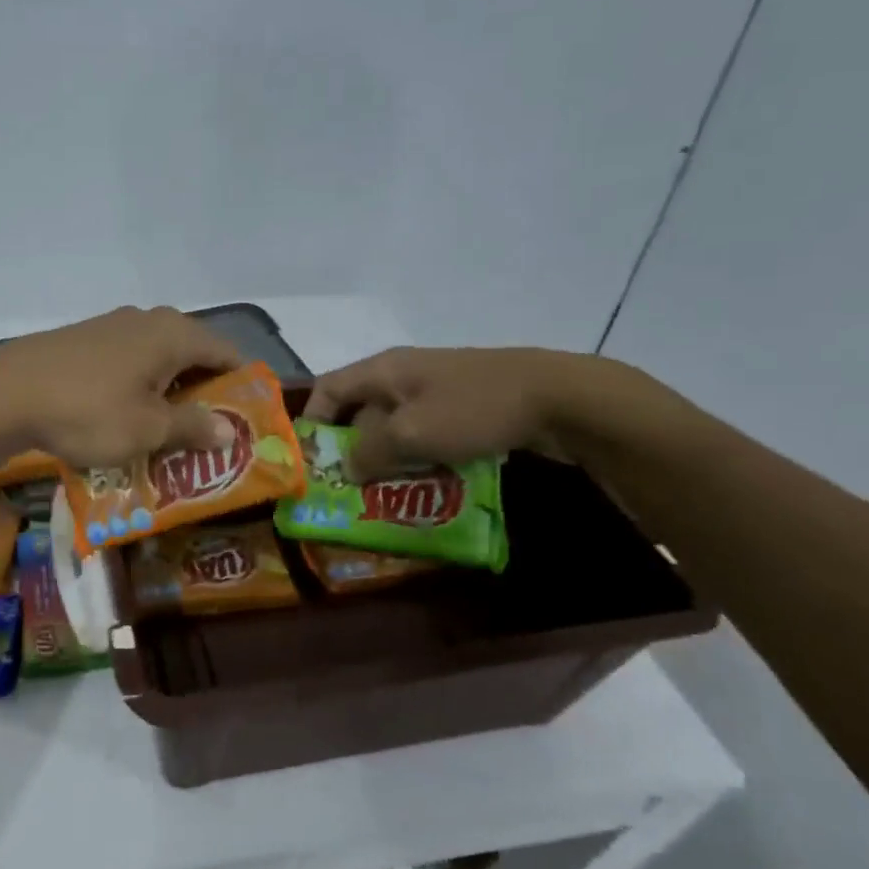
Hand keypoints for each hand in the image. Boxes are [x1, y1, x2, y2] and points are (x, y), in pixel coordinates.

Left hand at [0, 306, 241, 466]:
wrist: (5, 393)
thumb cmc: (89, 410)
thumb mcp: (148, 428)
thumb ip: (193, 427)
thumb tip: (229, 431)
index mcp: (174, 334)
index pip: (226, 353)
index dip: (240, 386)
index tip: (245, 421)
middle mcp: (148, 320)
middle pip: (193, 355)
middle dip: (203, 394)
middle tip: (208, 435)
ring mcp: (112, 327)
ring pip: (157, 360)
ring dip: (168, 393)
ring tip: (168, 432)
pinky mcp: (84, 340)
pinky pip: (128, 363)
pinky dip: (138, 388)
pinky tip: (126, 416)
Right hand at [302, 346, 598, 478]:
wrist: (559, 397)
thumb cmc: (473, 408)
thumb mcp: (411, 433)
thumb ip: (369, 452)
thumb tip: (346, 468)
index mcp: (383, 370)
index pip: (328, 388)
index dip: (312, 421)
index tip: (310, 461)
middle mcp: (403, 376)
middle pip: (360, 413)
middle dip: (351, 451)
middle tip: (346, 490)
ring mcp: (436, 392)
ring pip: (395, 429)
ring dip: (387, 461)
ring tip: (382, 498)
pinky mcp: (464, 409)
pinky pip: (426, 436)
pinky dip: (419, 460)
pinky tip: (426, 487)